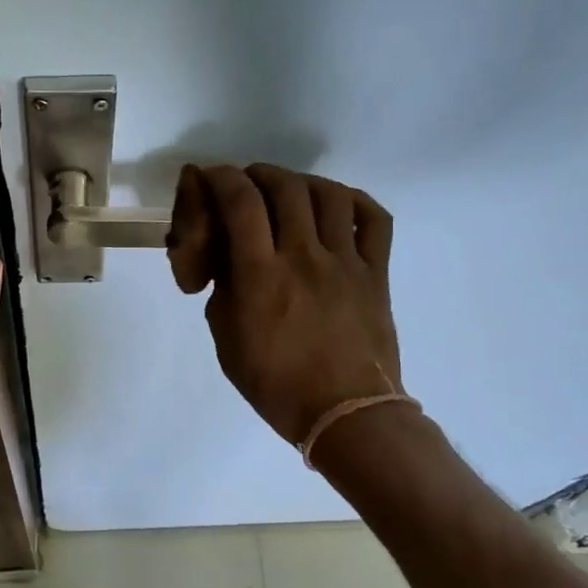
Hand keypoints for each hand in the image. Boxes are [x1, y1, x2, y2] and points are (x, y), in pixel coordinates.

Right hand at [168, 164, 401, 445]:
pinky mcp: (376, 272)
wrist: (345, 414)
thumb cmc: (276, 384)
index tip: (210, 178)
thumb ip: (224, 290)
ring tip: (289, 191)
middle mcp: (304, 257)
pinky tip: (337, 206)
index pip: (240, 202)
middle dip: (258, 174)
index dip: (221, 178)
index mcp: (261, 276)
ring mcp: (346, 262)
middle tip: (247, 184)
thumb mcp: (227, 338)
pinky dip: (354, 201)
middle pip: (284, 186)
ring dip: (302, 181)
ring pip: (329, 193)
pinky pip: (375, 219)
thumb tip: (232, 262)